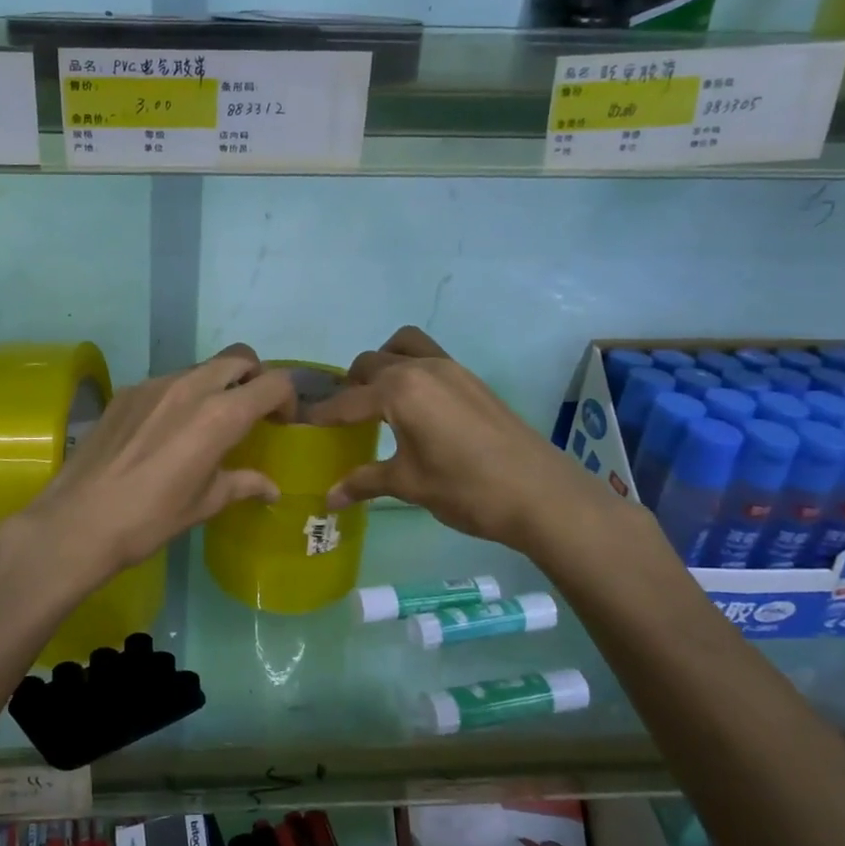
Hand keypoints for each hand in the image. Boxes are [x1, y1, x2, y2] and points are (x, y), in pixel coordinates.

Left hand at [20, 346, 297, 591]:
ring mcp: (154, 384)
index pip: (273, 382)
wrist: (78, 521)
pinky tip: (165, 431)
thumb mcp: (204, 504)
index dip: (287, 399)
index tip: (281, 423)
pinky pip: (167, 381)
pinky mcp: (126, 391)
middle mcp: (191, 387)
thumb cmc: (150, 519)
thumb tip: (271, 488)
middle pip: (239, 359)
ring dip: (217, 385)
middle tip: (251, 412)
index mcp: (220, 415)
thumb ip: (242, 484)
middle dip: (255, 378)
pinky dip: (181, 396)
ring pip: (201, 368)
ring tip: (207, 422)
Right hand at [310, 326, 610, 548]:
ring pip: (403, 347)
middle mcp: (421, 368)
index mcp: (399, 390)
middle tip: (343, 418)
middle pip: (371, 363)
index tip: (302, 424)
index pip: (348, 400)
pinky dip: (410, 370)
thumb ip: (365, 482)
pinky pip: (429, 358)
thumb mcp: (409, 485)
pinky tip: (414, 409)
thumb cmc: (466, 489)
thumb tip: (328, 498)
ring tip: (378, 400)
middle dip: (351, 386)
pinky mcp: (472, 379)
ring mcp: (451, 368)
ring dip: (384, 365)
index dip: (323, 414)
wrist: (541, 494)